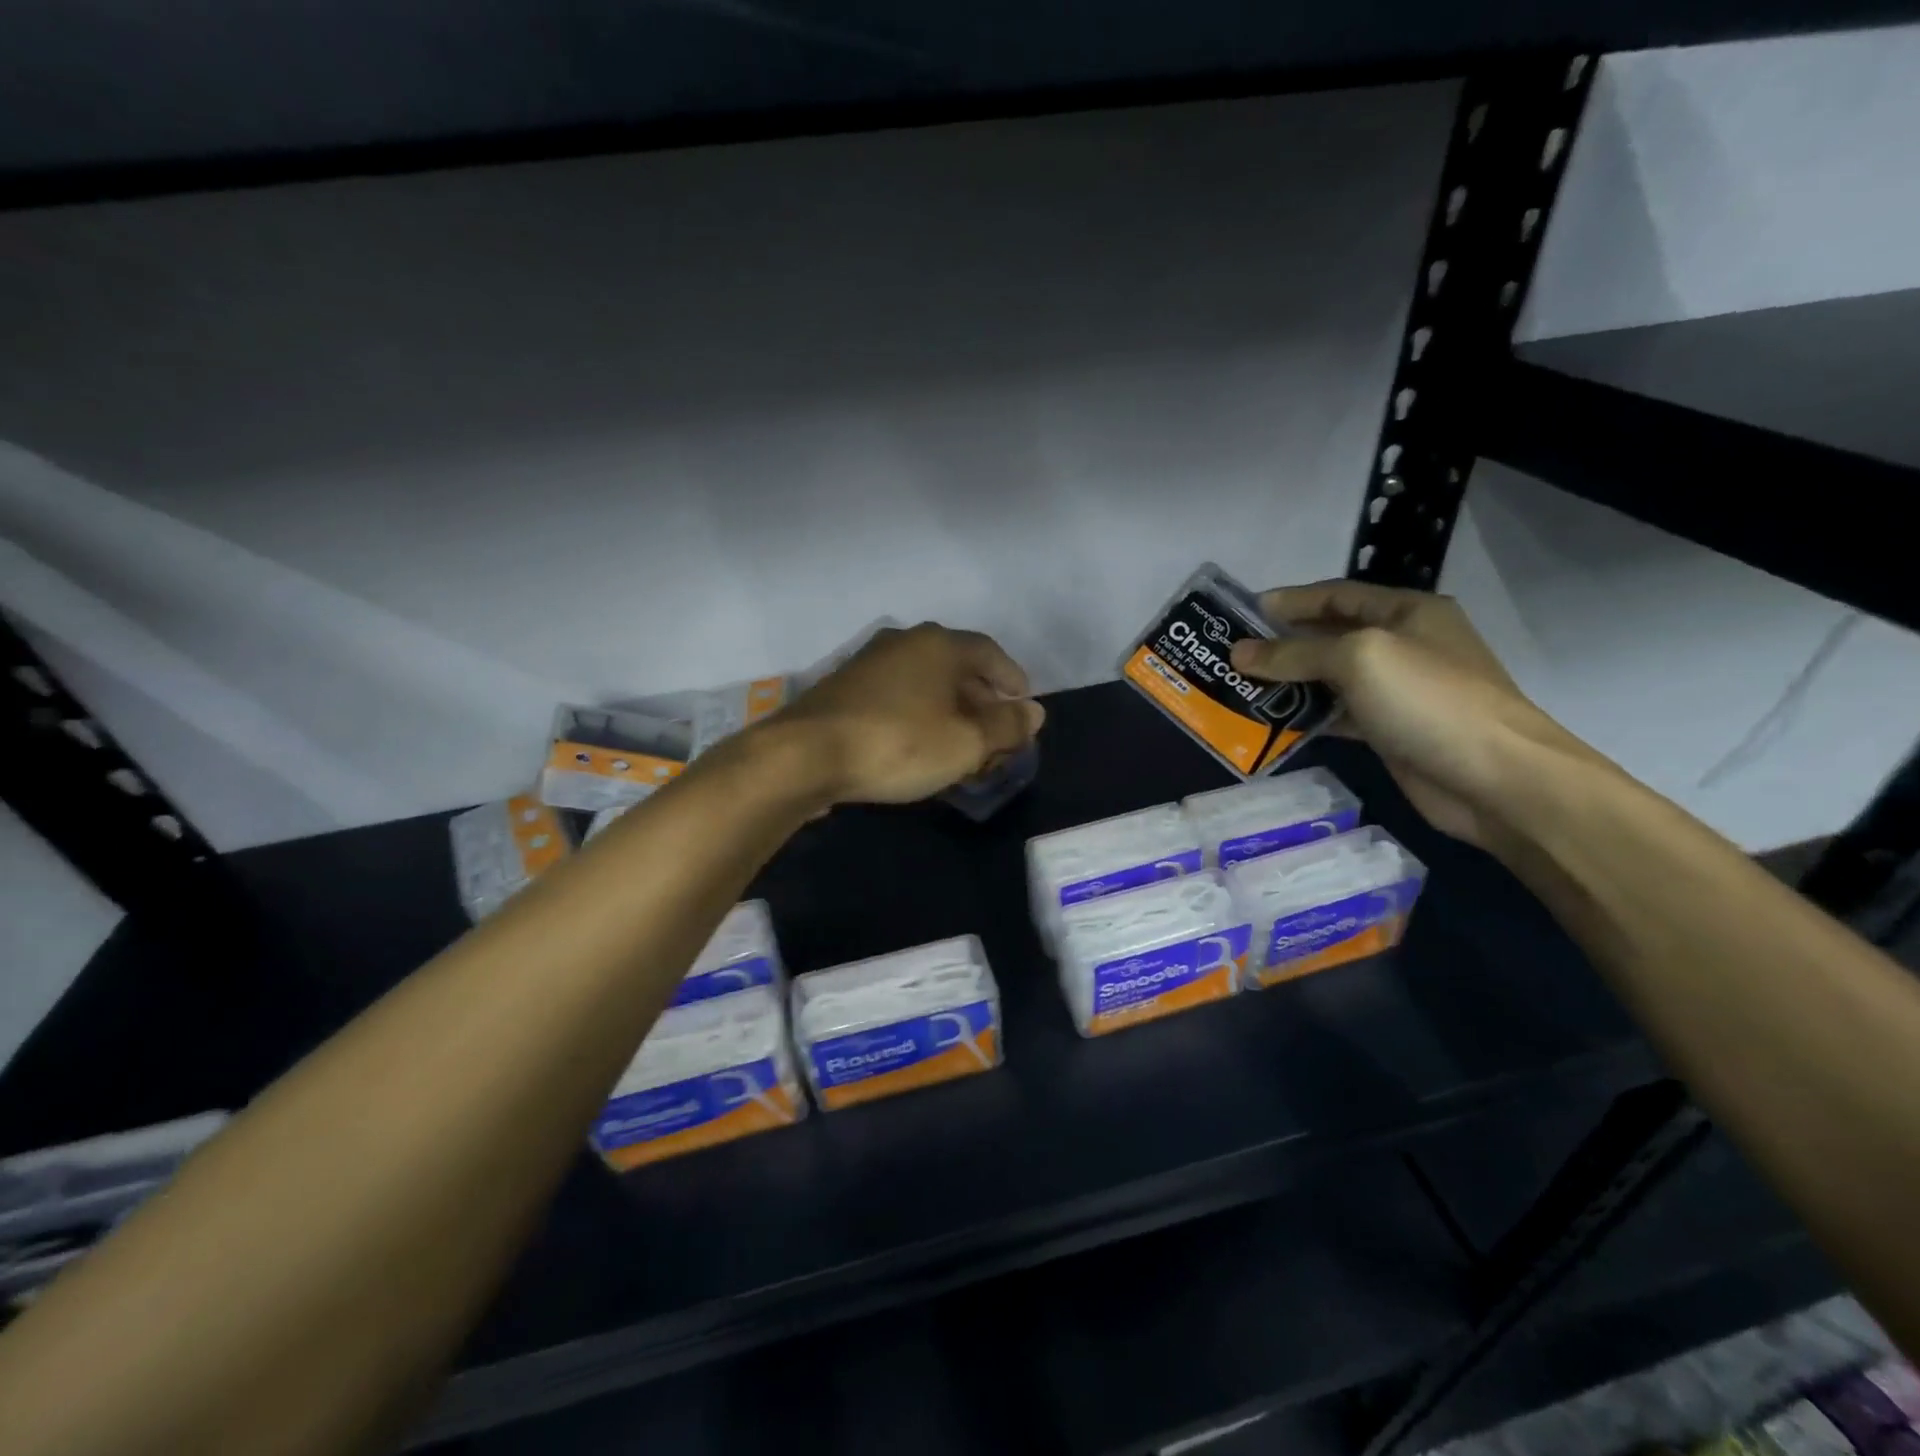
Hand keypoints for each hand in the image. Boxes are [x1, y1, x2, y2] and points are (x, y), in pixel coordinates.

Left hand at [774, 623, 1044, 805]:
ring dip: (948, 709)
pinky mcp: (843, 689)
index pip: (989, 652)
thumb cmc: (898, 744)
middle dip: (980, 700)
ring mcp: (869, 663)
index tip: (1024, 705)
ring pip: (924, 683)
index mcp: (938, 645)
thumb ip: (1006, 727)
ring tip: (959, 743)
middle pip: (956, 667)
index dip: (1012, 679)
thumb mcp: (965, 743)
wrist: (805, 755)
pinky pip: (897, 696)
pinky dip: (917, 715)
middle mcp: (904, 643)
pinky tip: (918, 744)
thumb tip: (1034, 712)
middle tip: (995, 732)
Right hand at [1229, 581, 1595, 847]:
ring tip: (1241, 688)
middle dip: (1283, 643)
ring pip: (1330, 679)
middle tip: (1233, 654)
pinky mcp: (1389, 731)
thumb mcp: (1359, 659)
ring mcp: (1397, 692)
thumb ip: (1295, 653)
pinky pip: (1337, 715)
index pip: (1338, 595)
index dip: (1292, 601)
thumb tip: (1239, 653)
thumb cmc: (1429, 700)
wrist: (1495, 779)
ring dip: (1289, 682)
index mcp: (1407, 612)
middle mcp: (1403, 645)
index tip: (1243, 613)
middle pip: (1331, 636)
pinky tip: (1272, 722)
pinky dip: (1306, 716)